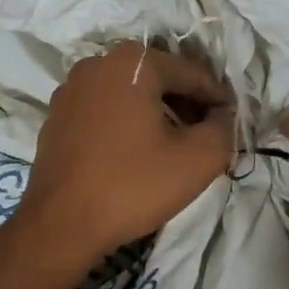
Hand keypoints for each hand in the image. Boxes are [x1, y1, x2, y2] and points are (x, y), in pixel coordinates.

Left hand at [0, 43, 232, 288]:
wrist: (61, 226)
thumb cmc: (132, 185)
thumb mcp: (199, 159)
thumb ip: (224, 128)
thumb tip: (223, 117)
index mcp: (132, 62)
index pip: (192, 73)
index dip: (218, 100)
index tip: (232, 125)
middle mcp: (97, 63)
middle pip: (159, 78)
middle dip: (187, 104)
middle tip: (206, 136)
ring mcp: (71, 89)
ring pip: (130, 94)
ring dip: (156, 113)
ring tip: (174, 147)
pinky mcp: (56, 116)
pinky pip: (104, 110)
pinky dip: (126, 123)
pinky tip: (136, 154)